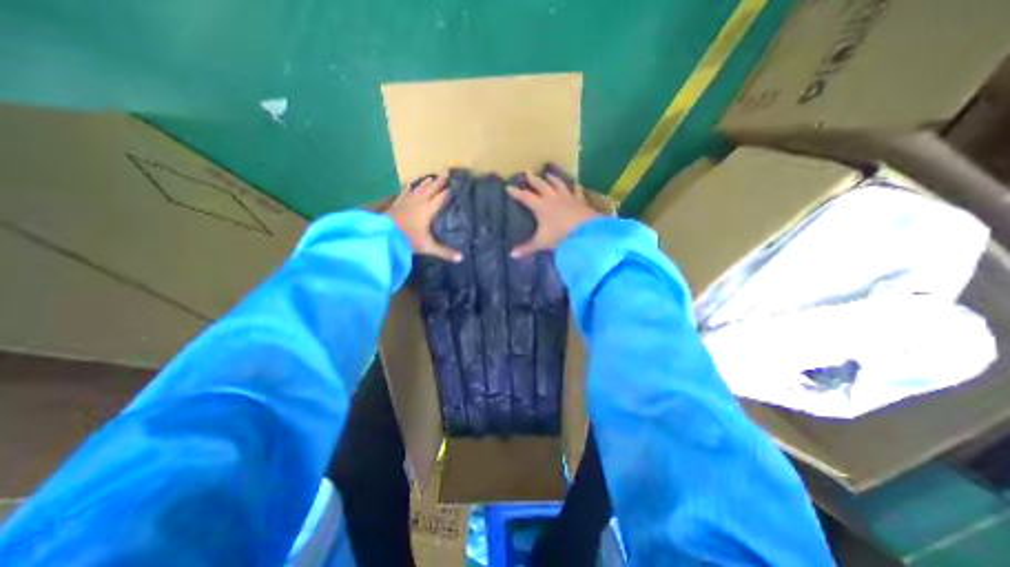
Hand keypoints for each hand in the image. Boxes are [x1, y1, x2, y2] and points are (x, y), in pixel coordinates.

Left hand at [386, 172, 462, 260]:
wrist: (383, 234)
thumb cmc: (407, 239)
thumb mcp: (428, 246)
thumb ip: (444, 252)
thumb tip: (461, 258)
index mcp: (428, 210)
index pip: (441, 198)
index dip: (448, 191)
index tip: (454, 185)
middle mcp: (419, 202)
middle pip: (431, 189)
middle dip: (439, 181)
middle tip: (446, 172)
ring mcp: (406, 201)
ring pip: (419, 189)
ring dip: (426, 183)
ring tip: (431, 177)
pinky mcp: (396, 203)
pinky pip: (405, 193)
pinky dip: (409, 189)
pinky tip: (410, 186)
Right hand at [505, 172, 598, 257]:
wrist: (585, 231)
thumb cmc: (560, 236)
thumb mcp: (541, 243)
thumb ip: (526, 248)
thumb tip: (511, 255)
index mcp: (541, 206)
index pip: (525, 197)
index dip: (516, 193)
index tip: (508, 187)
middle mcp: (552, 198)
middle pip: (541, 186)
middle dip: (533, 180)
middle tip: (527, 172)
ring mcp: (567, 197)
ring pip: (558, 184)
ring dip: (552, 178)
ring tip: (548, 173)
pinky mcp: (580, 201)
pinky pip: (576, 191)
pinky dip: (575, 186)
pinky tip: (575, 183)